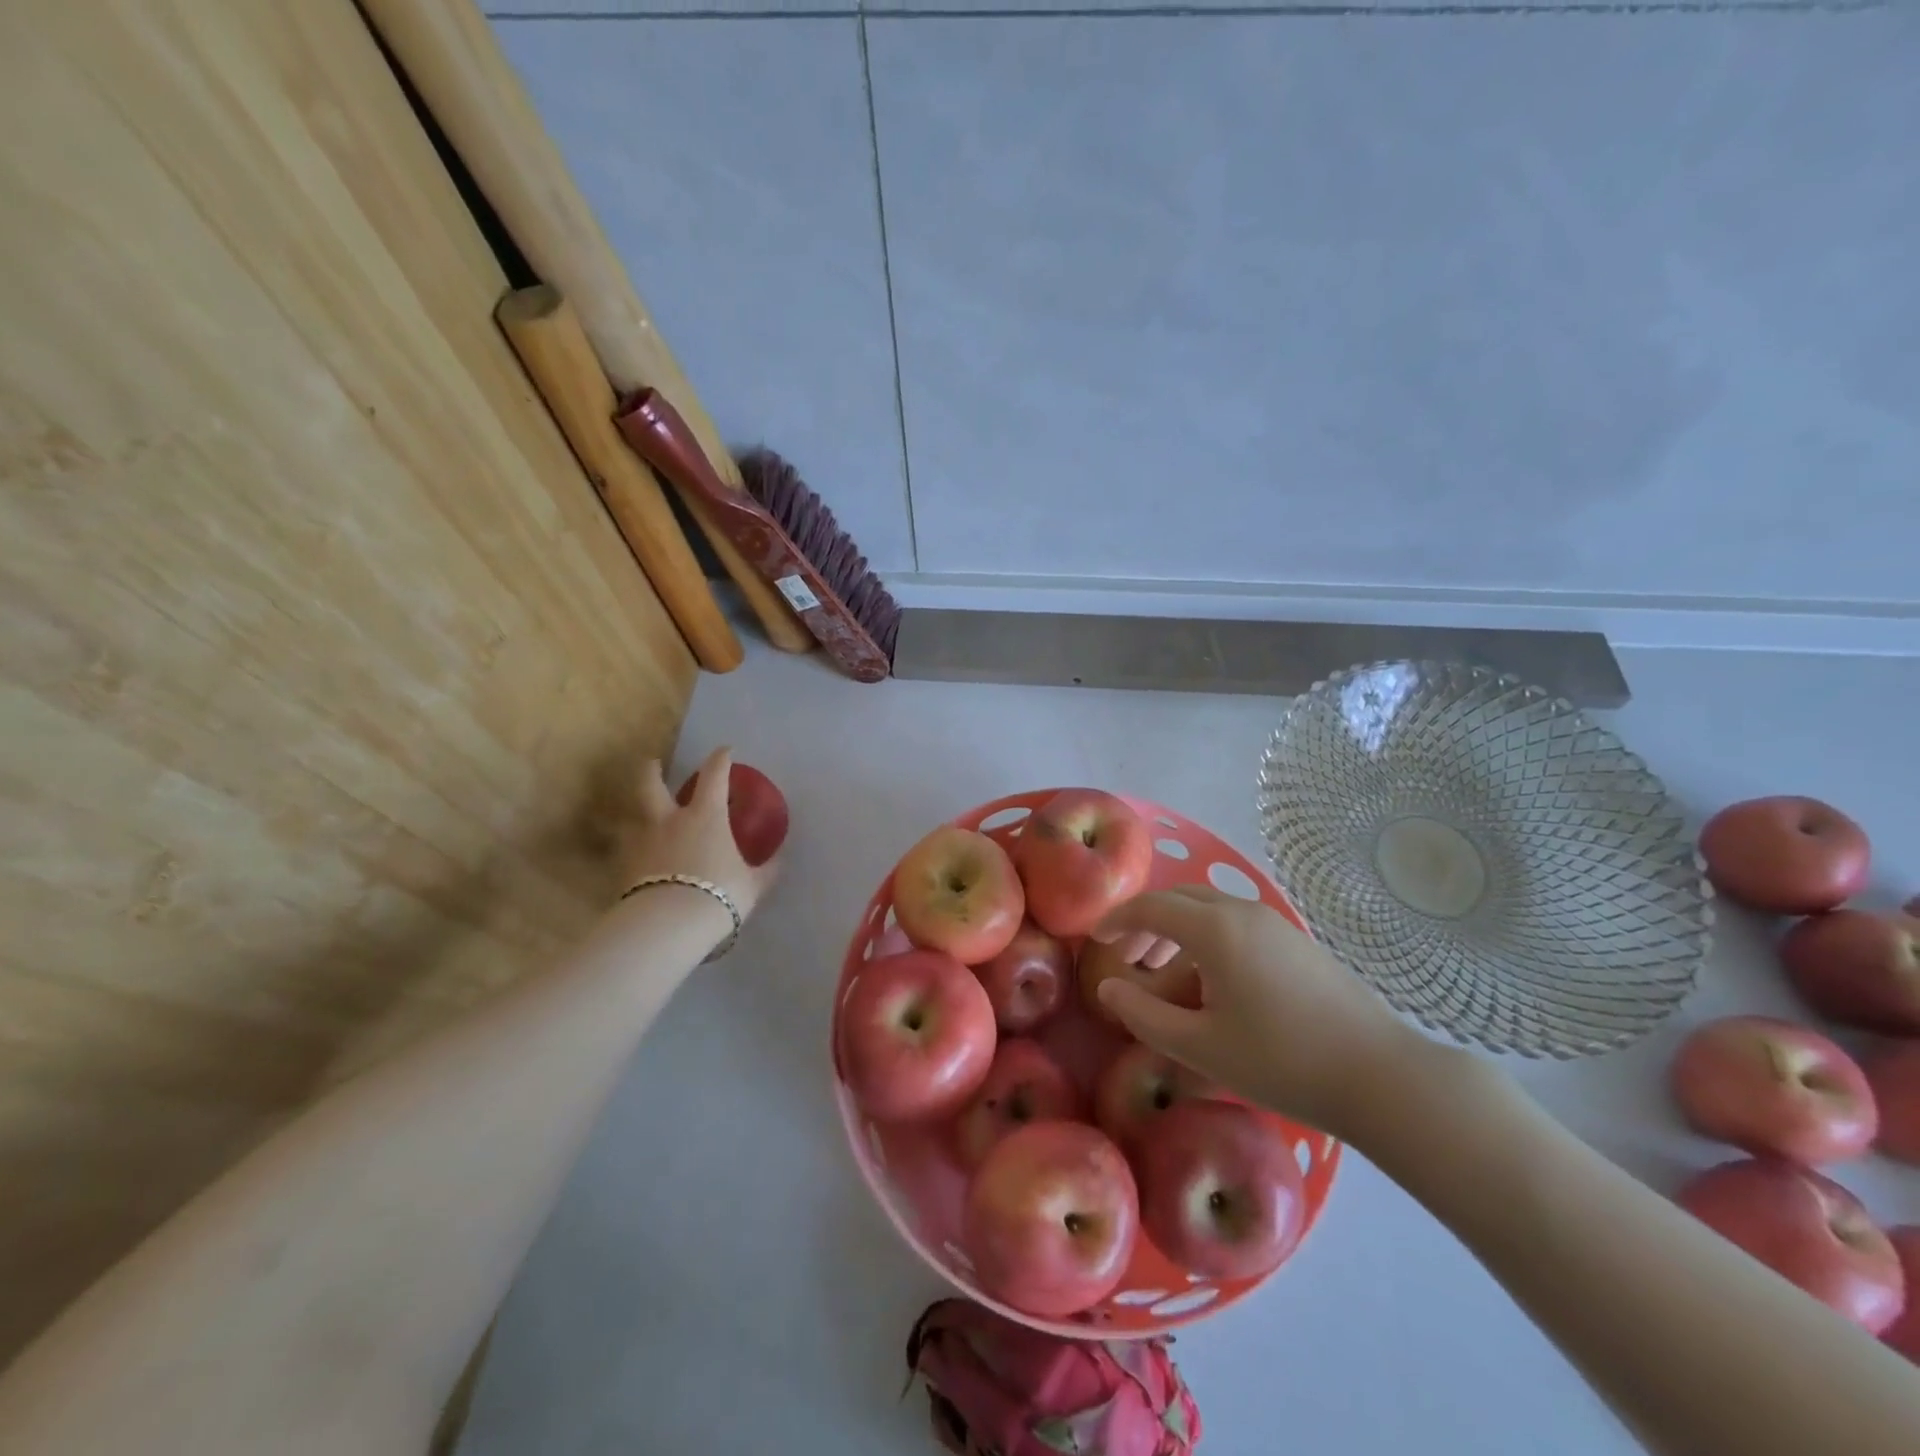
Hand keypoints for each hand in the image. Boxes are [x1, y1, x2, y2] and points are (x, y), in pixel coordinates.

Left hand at [619, 747, 779, 923]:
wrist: (668, 926)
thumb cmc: (718, 895)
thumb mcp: (752, 885)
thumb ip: (765, 871)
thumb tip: (780, 861)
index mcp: (705, 817)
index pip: (714, 775)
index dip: (720, 759)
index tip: (724, 750)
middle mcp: (669, 821)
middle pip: (651, 784)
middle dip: (652, 770)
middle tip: (653, 764)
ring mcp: (642, 843)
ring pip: (633, 817)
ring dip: (637, 813)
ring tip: (642, 818)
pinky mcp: (623, 868)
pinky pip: (626, 851)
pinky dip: (632, 850)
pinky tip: (638, 860)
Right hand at [1090, 886, 1417, 1138]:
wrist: (1380, 1076)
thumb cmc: (1281, 1061)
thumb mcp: (1199, 1047)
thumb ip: (1143, 1015)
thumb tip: (1107, 988)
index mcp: (1215, 929)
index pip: (1151, 907)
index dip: (1117, 920)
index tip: (1094, 939)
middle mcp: (1243, 912)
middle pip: (1180, 900)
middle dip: (1147, 923)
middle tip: (1127, 958)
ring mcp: (1274, 924)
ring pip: (1210, 912)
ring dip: (1178, 934)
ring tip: (1165, 979)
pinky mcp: (1296, 942)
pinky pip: (1236, 927)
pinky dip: (1208, 943)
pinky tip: (1213, 988)